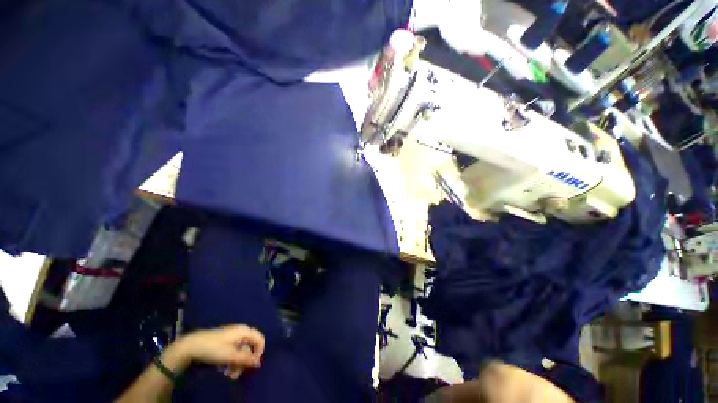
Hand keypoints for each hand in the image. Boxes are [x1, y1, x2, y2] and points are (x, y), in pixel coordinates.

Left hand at [171, 325, 264, 378]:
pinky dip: (231, 361)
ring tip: (228, 375)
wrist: (191, 346)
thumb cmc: (213, 348)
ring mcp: (232, 337)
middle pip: (250, 347)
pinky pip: (234, 351)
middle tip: (236, 374)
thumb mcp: (230, 356)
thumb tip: (258, 363)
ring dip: (237, 364)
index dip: (259, 352)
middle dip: (244, 362)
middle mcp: (240, 332)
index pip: (259, 339)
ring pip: (241, 351)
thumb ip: (246, 359)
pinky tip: (224, 369)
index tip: (252, 366)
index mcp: (244, 331)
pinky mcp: (224, 342)